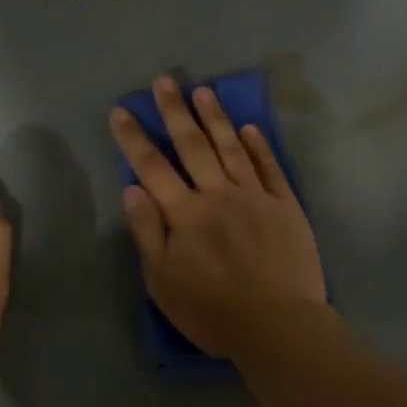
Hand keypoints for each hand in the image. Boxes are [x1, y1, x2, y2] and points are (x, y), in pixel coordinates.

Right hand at [109, 76, 326, 359]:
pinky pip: (270, 168)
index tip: (121, 110)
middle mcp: (218, 195)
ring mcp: (255, 197)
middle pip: (192, 146)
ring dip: (215, 118)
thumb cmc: (212, 311)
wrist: (278, 325)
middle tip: (164, 81)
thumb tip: (132, 189)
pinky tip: (249, 128)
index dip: (134, 138)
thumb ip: (147, 232)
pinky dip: (258, 146)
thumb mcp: (163, 281)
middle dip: (175, 112)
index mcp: (185, 214)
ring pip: (232, 148)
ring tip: (203, 91)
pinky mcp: (286, 206)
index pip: (152, 167)